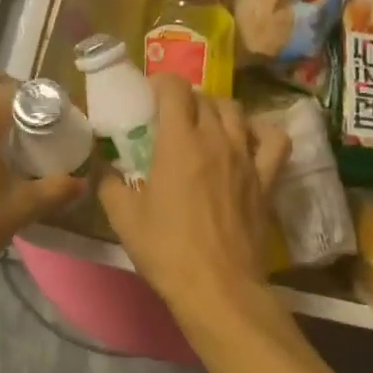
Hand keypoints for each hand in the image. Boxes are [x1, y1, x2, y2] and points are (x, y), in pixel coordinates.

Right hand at [98, 75, 290, 326]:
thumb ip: (108, 183)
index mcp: (178, 142)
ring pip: (235, 111)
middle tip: (169, 118)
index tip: (148, 96)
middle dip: (184, 99)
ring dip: (217, 110)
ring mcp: (245, 157)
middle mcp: (215, 139)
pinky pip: (274, 140)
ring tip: (204, 126)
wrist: (218, 289)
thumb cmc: (167, 251)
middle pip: (204, 97)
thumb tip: (99, 164)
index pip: (174, 88)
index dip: (160, 83)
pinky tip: (247, 141)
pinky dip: (261, 132)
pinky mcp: (267, 178)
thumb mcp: (123, 218)